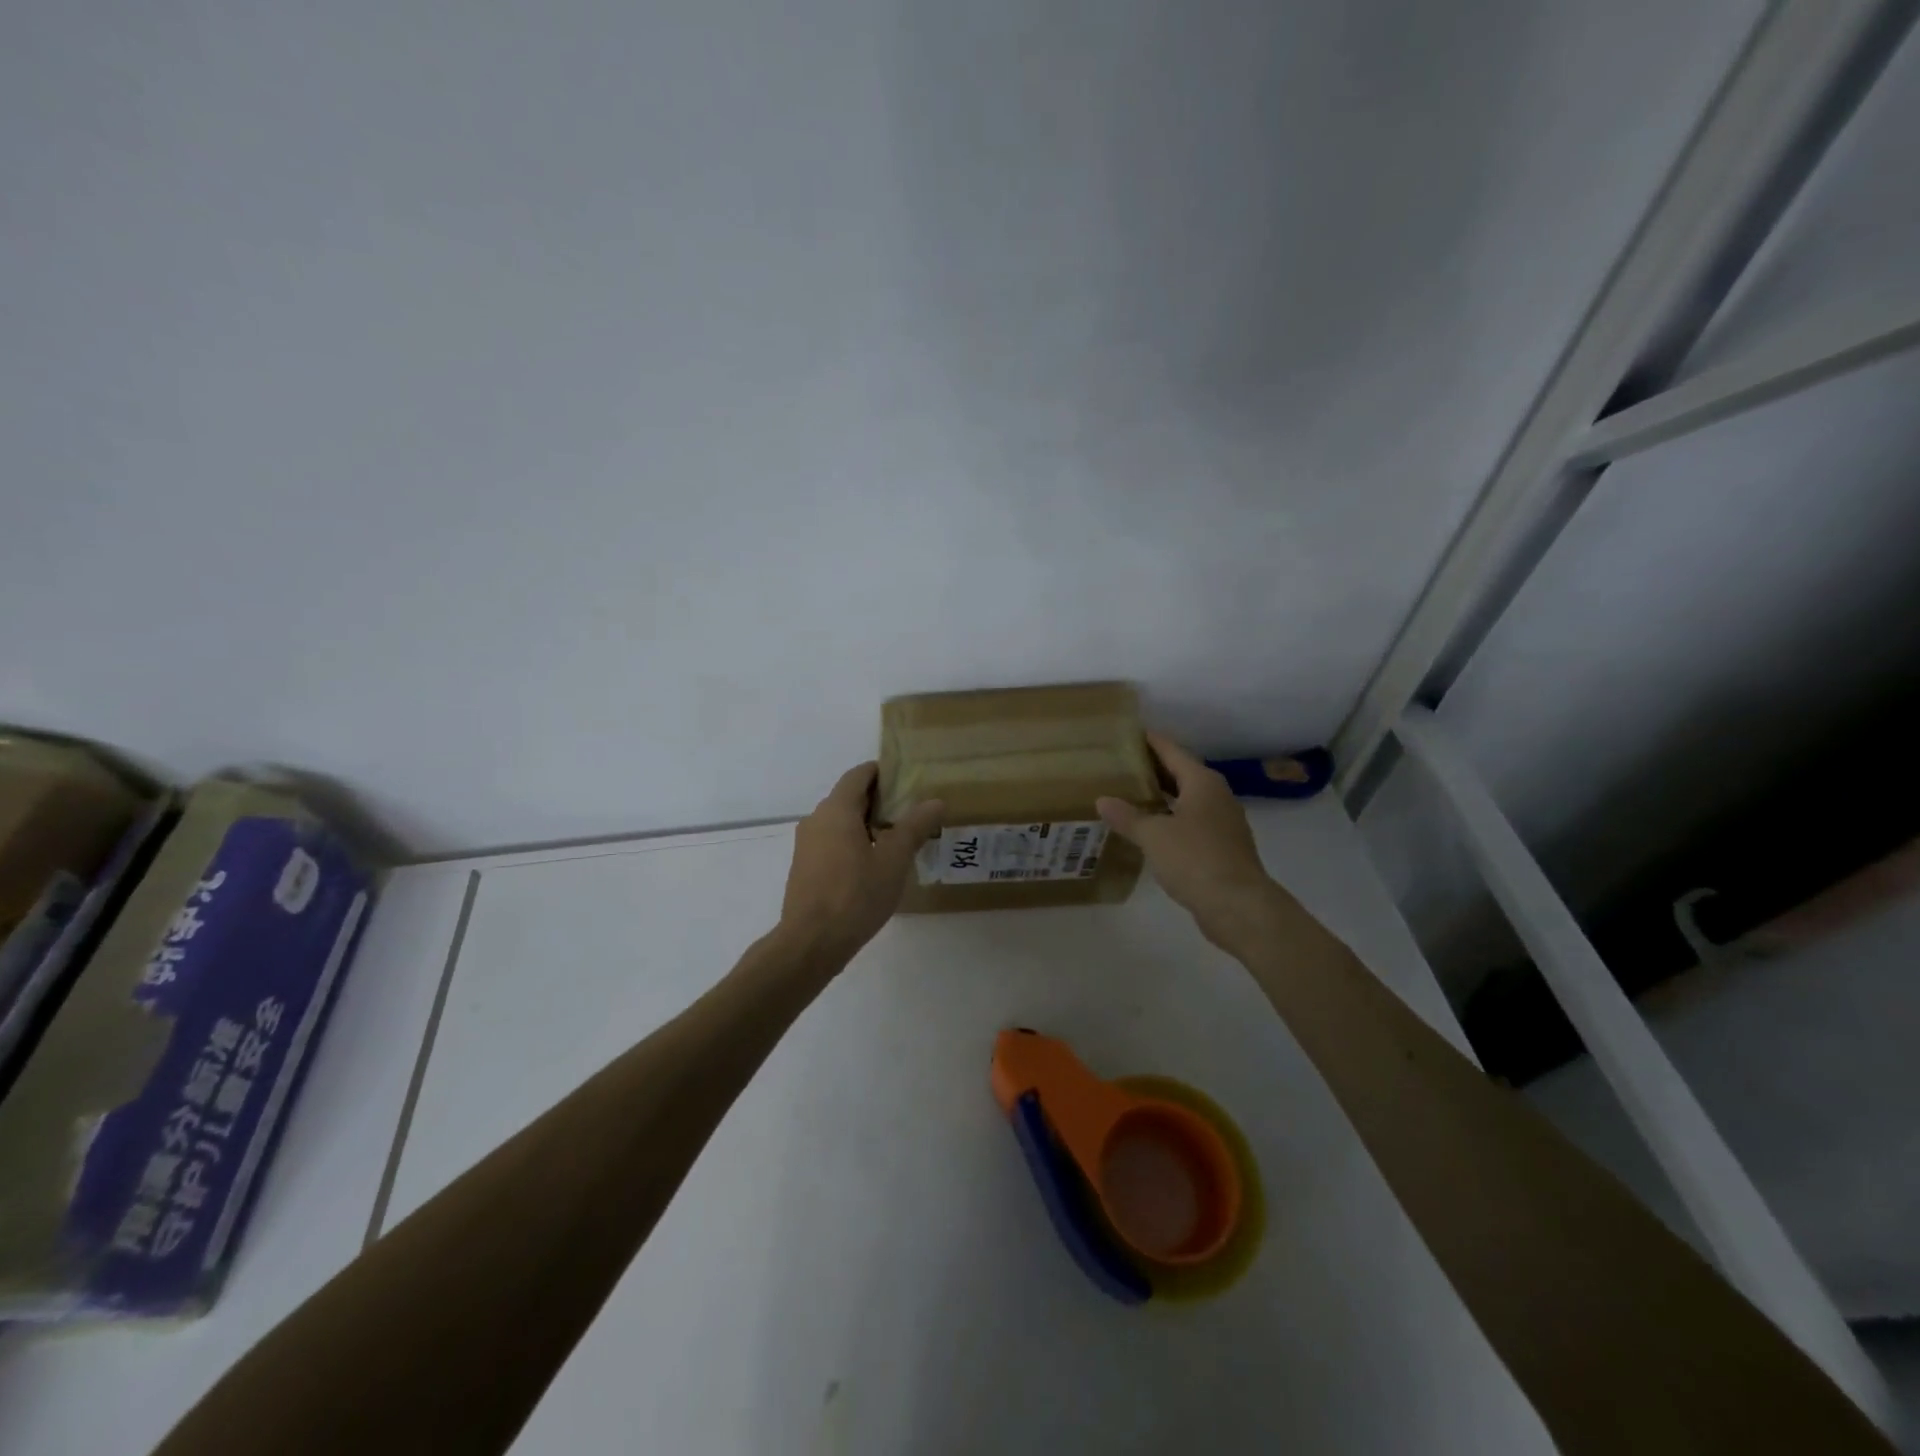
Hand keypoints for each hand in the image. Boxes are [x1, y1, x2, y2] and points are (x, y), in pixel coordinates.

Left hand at [780, 763, 943, 962]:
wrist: (811, 943)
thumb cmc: (856, 895)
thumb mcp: (894, 860)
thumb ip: (914, 827)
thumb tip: (935, 801)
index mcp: (837, 810)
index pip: (859, 775)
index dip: (883, 772)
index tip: (908, 780)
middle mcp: (817, 819)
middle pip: (849, 797)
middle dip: (880, 800)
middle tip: (912, 811)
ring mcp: (807, 844)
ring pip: (840, 822)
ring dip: (867, 824)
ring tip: (898, 839)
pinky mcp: (805, 867)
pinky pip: (832, 842)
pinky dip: (853, 842)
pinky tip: (874, 864)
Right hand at [1096, 734, 1283, 945]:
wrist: (1238, 905)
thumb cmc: (1195, 858)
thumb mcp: (1153, 835)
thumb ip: (1127, 816)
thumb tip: (1103, 800)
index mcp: (1202, 782)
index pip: (1172, 751)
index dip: (1151, 741)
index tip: (1129, 733)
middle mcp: (1216, 796)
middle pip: (1181, 774)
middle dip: (1153, 770)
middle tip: (1121, 765)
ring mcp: (1223, 823)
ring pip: (1187, 800)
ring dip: (1162, 797)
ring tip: (1130, 795)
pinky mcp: (1223, 847)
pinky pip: (1191, 823)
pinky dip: (1171, 820)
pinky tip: (1151, 830)